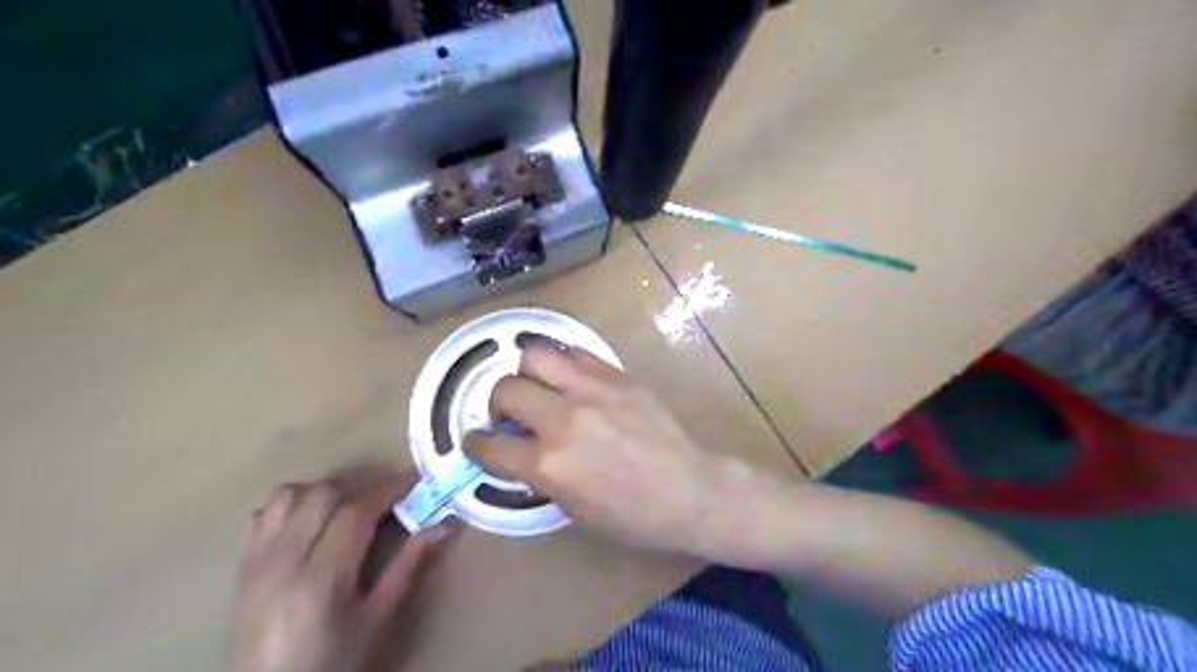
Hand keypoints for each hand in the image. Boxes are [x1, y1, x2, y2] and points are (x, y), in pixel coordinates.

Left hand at [234, 467, 447, 671]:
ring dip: (326, 490)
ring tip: (351, 504)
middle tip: (390, 496)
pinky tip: (314, 516)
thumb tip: (440, 526)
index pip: (355, 512)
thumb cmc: (333, 660)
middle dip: (362, 486)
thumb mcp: (377, 619)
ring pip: (291, 494)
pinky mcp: (242, 564)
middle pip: (323, 495)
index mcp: (320, 580)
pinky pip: (264, 511)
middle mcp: (283, 562)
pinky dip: (294, 501)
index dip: (388, 489)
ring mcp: (256, 561)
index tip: (415, 481)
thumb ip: (407, 567)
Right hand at [459, 347, 734, 556]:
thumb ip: (538, 473)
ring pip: (534, 355)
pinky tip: (569, 379)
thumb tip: (519, 448)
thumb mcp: (572, 508)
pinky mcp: (617, 375)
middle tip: (511, 415)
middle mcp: (563, 419)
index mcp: (549, 464)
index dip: (476, 444)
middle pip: (505, 389)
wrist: (689, 490)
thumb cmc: (632, 515)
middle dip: (497, 404)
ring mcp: (592, 390)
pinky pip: (574, 353)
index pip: (489, 444)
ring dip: (525, 373)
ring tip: (538, 388)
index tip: (478, 441)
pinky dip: (561, 363)